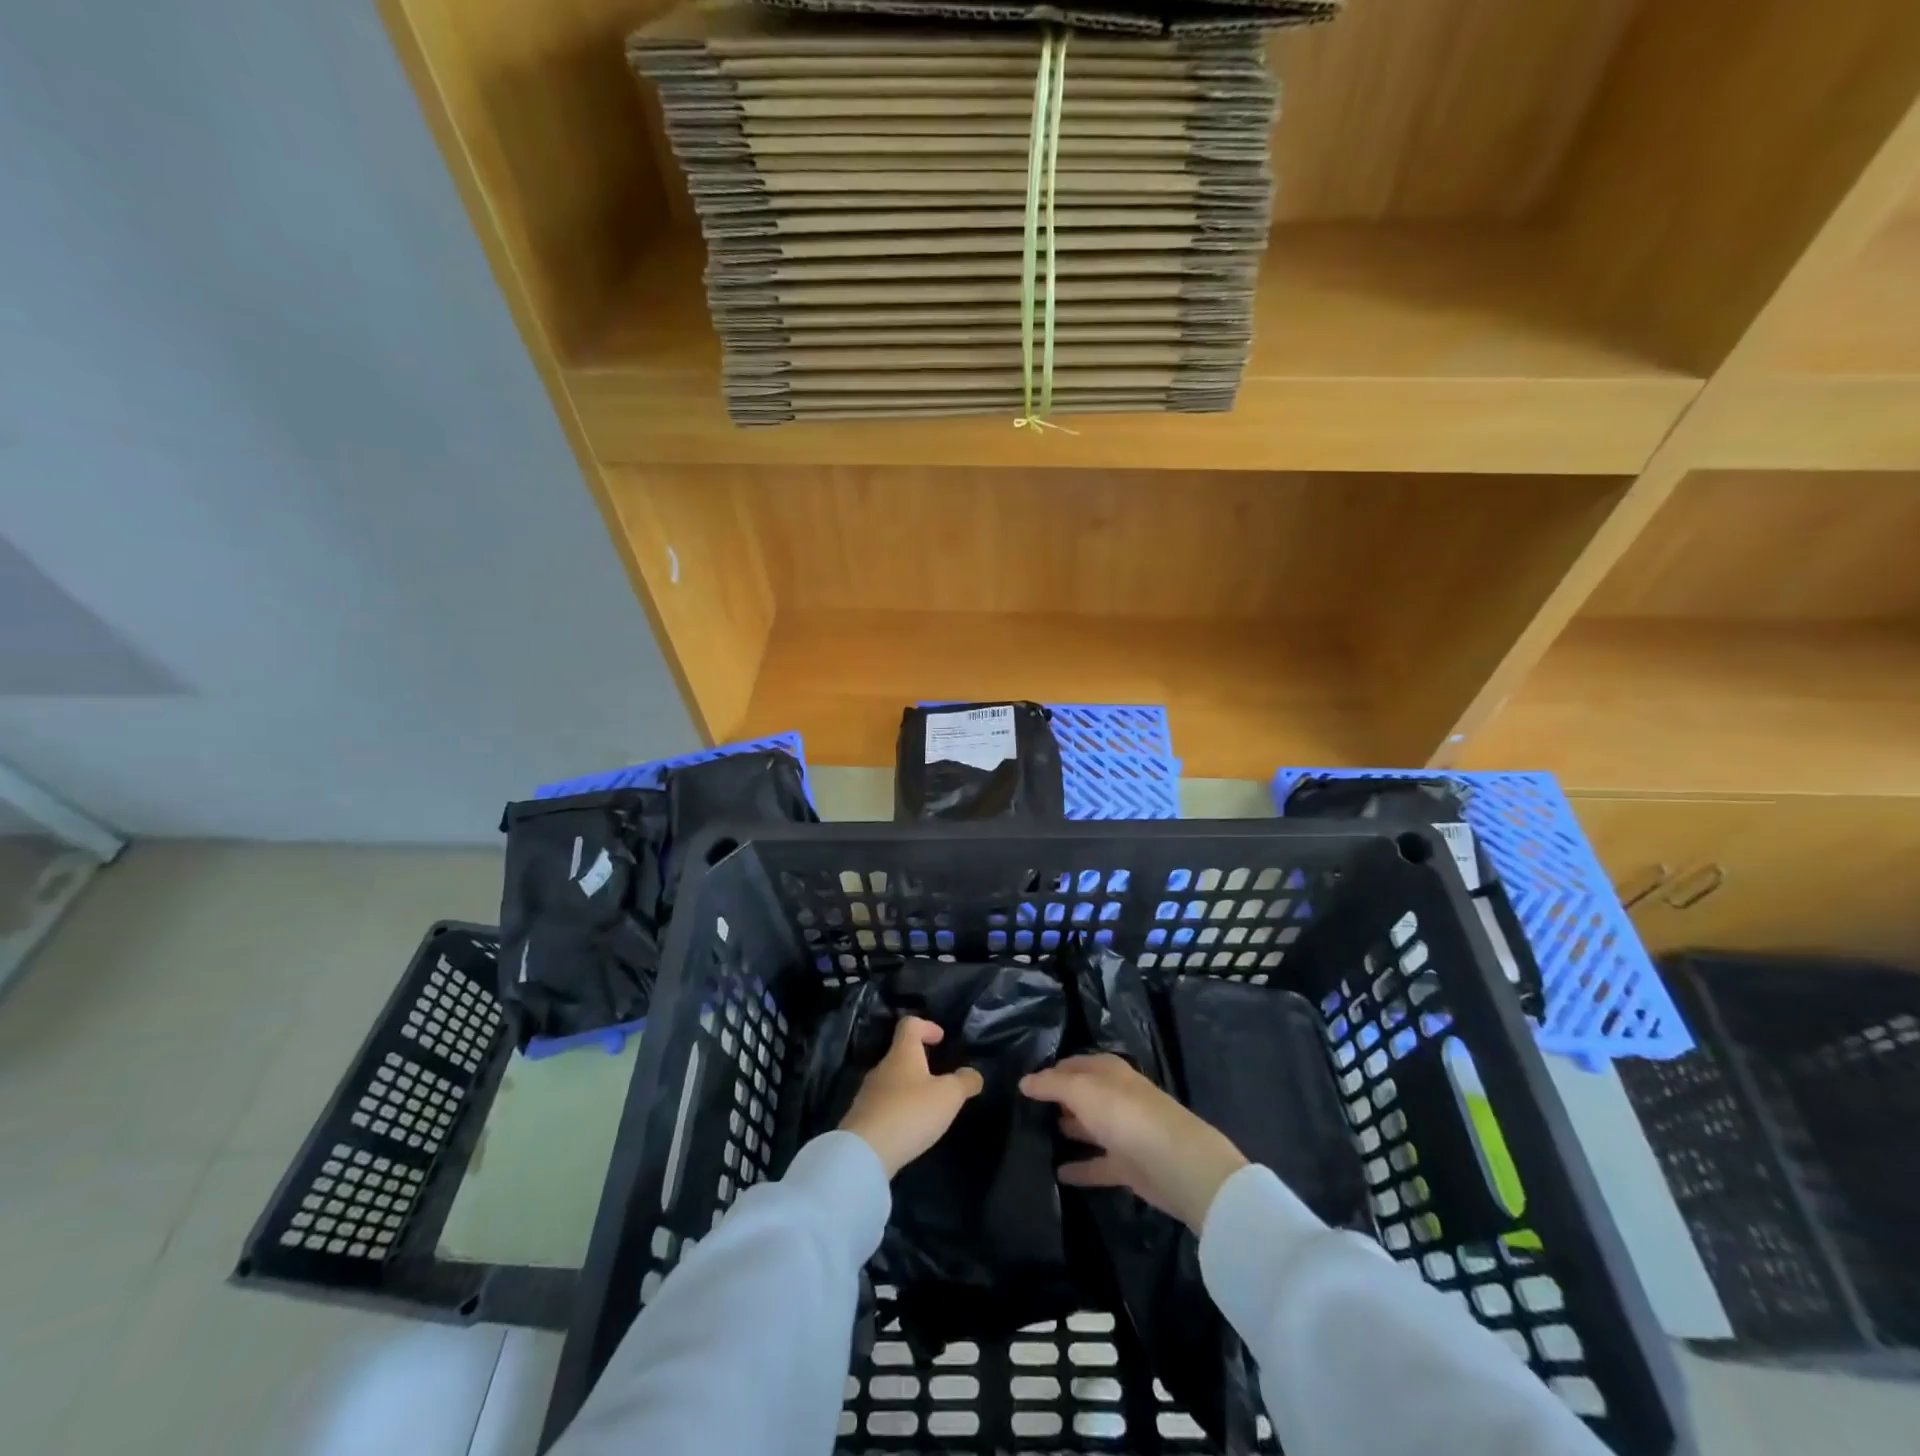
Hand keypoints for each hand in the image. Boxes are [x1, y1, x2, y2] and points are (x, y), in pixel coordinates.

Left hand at [840, 1016, 984, 1177]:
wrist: (864, 1152)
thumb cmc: (910, 1112)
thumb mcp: (948, 1096)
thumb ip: (964, 1082)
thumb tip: (973, 1074)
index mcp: (902, 1053)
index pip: (910, 1024)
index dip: (926, 1026)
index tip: (941, 1038)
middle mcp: (882, 1067)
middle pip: (900, 1054)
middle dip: (920, 1062)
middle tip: (939, 1079)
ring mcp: (868, 1093)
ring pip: (892, 1081)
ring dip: (909, 1089)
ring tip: (927, 1108)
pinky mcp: (861, 1119)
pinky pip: (883, 1106)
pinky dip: (898, 1110)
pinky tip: (909, 1128)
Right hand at [1021, 1054, 1247, 1231]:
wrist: (1177, 1163)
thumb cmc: (1125, 1114)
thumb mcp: (1081, 1090)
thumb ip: (1051, 1085)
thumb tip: (1024, 1081)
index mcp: (1108, 1071)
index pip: (1073, 1065)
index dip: (1049, 1072)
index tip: (1023, 1084)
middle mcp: (1116, 1096)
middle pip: (1082, 1095)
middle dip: (1058, 1100)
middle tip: (1024, 1112)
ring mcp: (1124, 1131)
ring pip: (1089, 1127)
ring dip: (1068, 1130)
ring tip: (1034, 1139)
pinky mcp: (1129, 1166)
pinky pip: (1097, 1164)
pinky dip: (1079, 1168)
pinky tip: (1056, 1174)